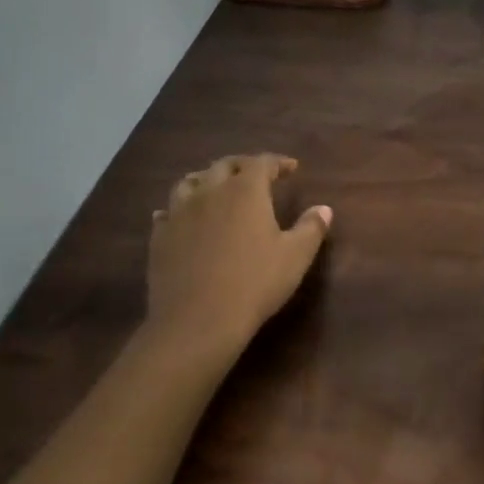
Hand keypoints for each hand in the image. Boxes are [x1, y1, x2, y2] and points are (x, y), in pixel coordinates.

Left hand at [143, 154, 331, 368]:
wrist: (198, 321)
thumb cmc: (255, 283)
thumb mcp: (296, 256)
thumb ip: (311, 228)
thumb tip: (323, 209)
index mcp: (245, 191)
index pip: (262, 162)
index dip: (278, 162)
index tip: (291, 168)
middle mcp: (210, 192)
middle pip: (224, 165)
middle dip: (243, 165)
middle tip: (256, 175)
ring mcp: (180, 213)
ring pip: (190, 182)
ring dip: (207, 179)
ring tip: (216, 188)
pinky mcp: (160, 237)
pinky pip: (167, 211)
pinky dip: (180, 208)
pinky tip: (184, 218)